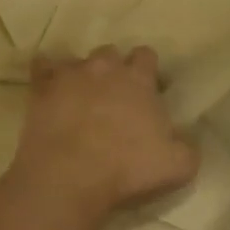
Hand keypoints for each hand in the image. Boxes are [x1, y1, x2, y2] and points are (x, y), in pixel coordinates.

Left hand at [11, 47, 198, 216]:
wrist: (69, 176)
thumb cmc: (127, 169)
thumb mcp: (178, 165)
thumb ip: (187, 146)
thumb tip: (186, 140)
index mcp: (138, 79)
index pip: (146, 55)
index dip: (148, 70)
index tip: (148, 90)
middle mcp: (105, 68)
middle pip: (111, 53)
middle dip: (113, 69)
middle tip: (114, 96)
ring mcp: (70, 75)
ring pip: (78, 60)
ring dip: (82, 74)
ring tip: (81, 97)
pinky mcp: (42, 88)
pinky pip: (41, 67)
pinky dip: (46, 72)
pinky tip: (48, 84)